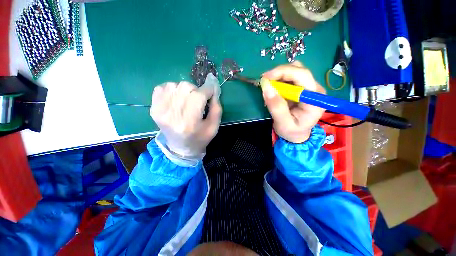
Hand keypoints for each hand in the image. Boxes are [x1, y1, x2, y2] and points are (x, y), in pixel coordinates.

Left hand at [150, 77, 221, 157]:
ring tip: (188, 100)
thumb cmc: (200, 138)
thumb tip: (214, 89)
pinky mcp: (153, 108)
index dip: (208, 88)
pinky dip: (172, 89)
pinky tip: (177, 99)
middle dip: (197, 90)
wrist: (180, 148)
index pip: (199, 96)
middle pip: (186, 87)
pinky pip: (162, 87)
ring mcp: (160, 110)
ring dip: (185, 90)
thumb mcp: (214, 126)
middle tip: (199, 99)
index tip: (212, 88)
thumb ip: (216, 107)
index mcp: (190, 122)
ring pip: (175, 85)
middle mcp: (172, 115)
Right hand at [262, 61, 325, 143]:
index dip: (283, 72)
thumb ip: (276, 106)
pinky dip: (279, 79)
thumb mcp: (283, 123)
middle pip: (298, 70)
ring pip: (294, 70)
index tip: (265, 78)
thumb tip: (266, 86)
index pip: (302, 76)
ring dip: (278, 76)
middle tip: (264, 82)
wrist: (297, 134)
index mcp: (315, 99)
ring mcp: (309, 87)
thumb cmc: (292, 131)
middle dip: (279, 73)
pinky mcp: (302, 88)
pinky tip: (274, 88)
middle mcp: (315, 89)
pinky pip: (290, 77)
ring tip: (269, 87)